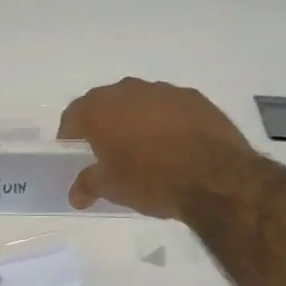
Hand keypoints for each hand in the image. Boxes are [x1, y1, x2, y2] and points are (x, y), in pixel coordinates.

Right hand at [58, 78, 253, 219]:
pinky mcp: (194, 97)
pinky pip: (169, 107)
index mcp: (100, 109)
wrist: (215, 177)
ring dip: (135, 119)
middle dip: (103, 123)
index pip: (73, 115)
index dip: (70, 134)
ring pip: (139, 102)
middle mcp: (128, 90)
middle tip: (107, 150)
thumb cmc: (151, 180)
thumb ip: (88, 185)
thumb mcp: (112, 188)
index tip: (74, 151)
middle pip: (106, 103)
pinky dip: (165, 120)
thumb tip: (75, 195)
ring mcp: (163, 91)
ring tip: (143, 147)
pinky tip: (174, 144)